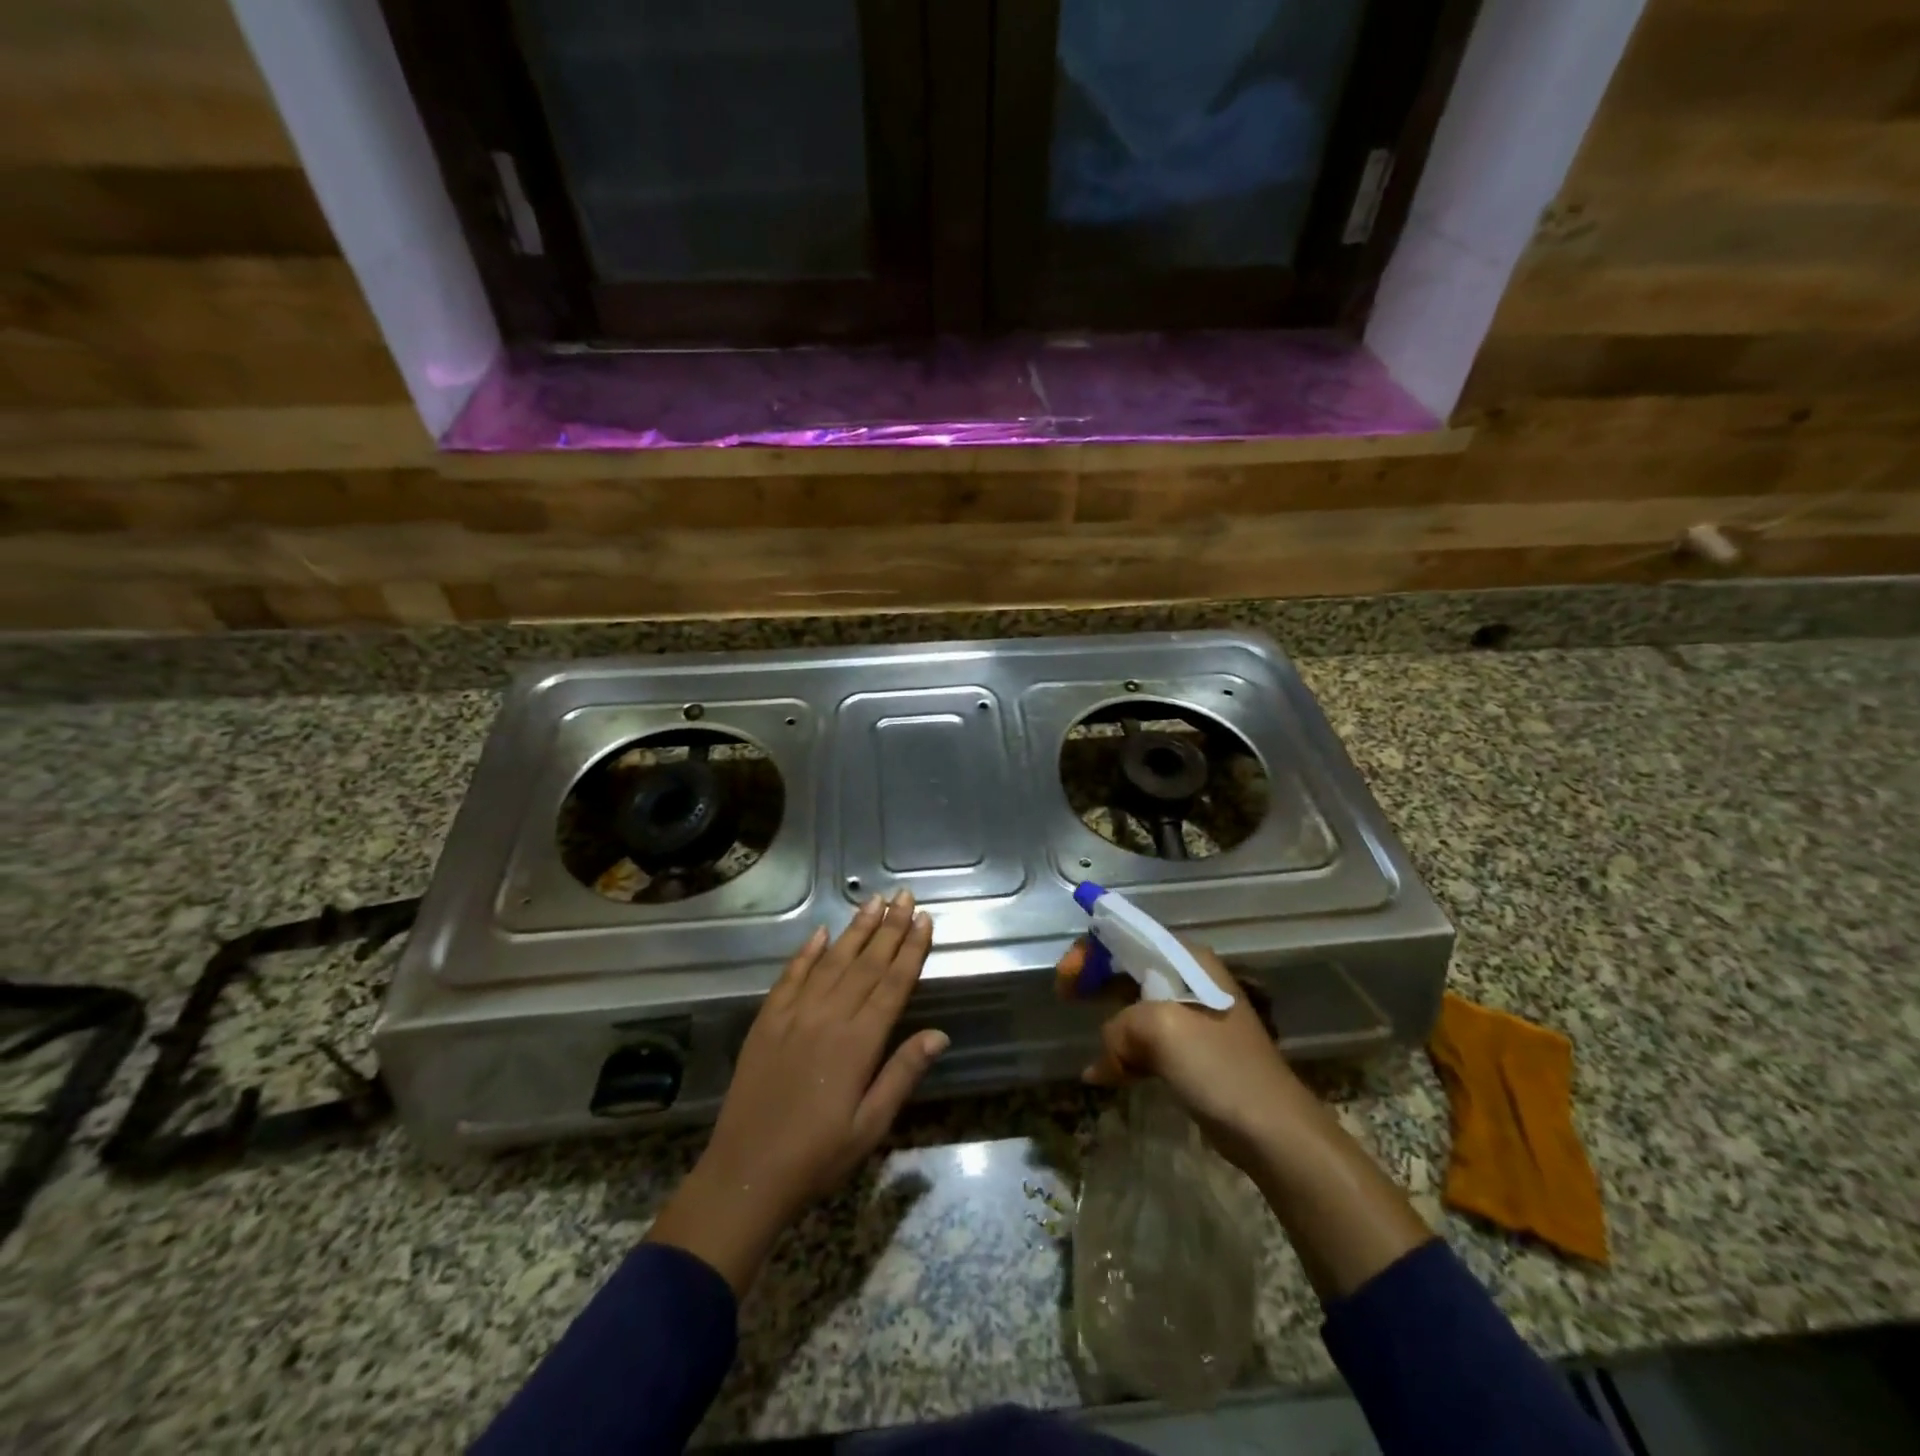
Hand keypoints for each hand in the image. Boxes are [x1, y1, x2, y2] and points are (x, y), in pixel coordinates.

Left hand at [647, 891, 944, 1293]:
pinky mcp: (767, 1020)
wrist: (746, 1173)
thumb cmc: (818, 1156)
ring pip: (832, 961)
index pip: (893, 984)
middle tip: (905, 896)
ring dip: (855, 930)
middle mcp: (829, 1017)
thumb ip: (902, 1073)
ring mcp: (794, 1014)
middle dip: (889, 927)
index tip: (924, 920)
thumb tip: (939, 1033)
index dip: (911, 949)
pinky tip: (821, 933)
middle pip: (866, 963)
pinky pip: (790, 976)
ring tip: (873, 902)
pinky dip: (807, 952)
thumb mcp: (871, 1125)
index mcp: (859, 1042)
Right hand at [1055, 939, 1314, 1171]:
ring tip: (1089, 1041)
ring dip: (1107, 1020)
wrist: (1272, 1129)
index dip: (1091, 949)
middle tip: (1064, 995)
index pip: (1128, 934)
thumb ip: (1119, 1027)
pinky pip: (1145, 1039)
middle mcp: (1189, 978)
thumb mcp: (1160, 1030)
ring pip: (1133, 1004)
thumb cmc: (1218, 1066)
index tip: (1066, 978)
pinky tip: (1103, 1075)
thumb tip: (1109, 1054)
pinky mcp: (1191, 1051)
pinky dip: (1122, 1051)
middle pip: (1127, 964)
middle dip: (1093, 977)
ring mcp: (1191, 1016)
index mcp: (1187, 960)